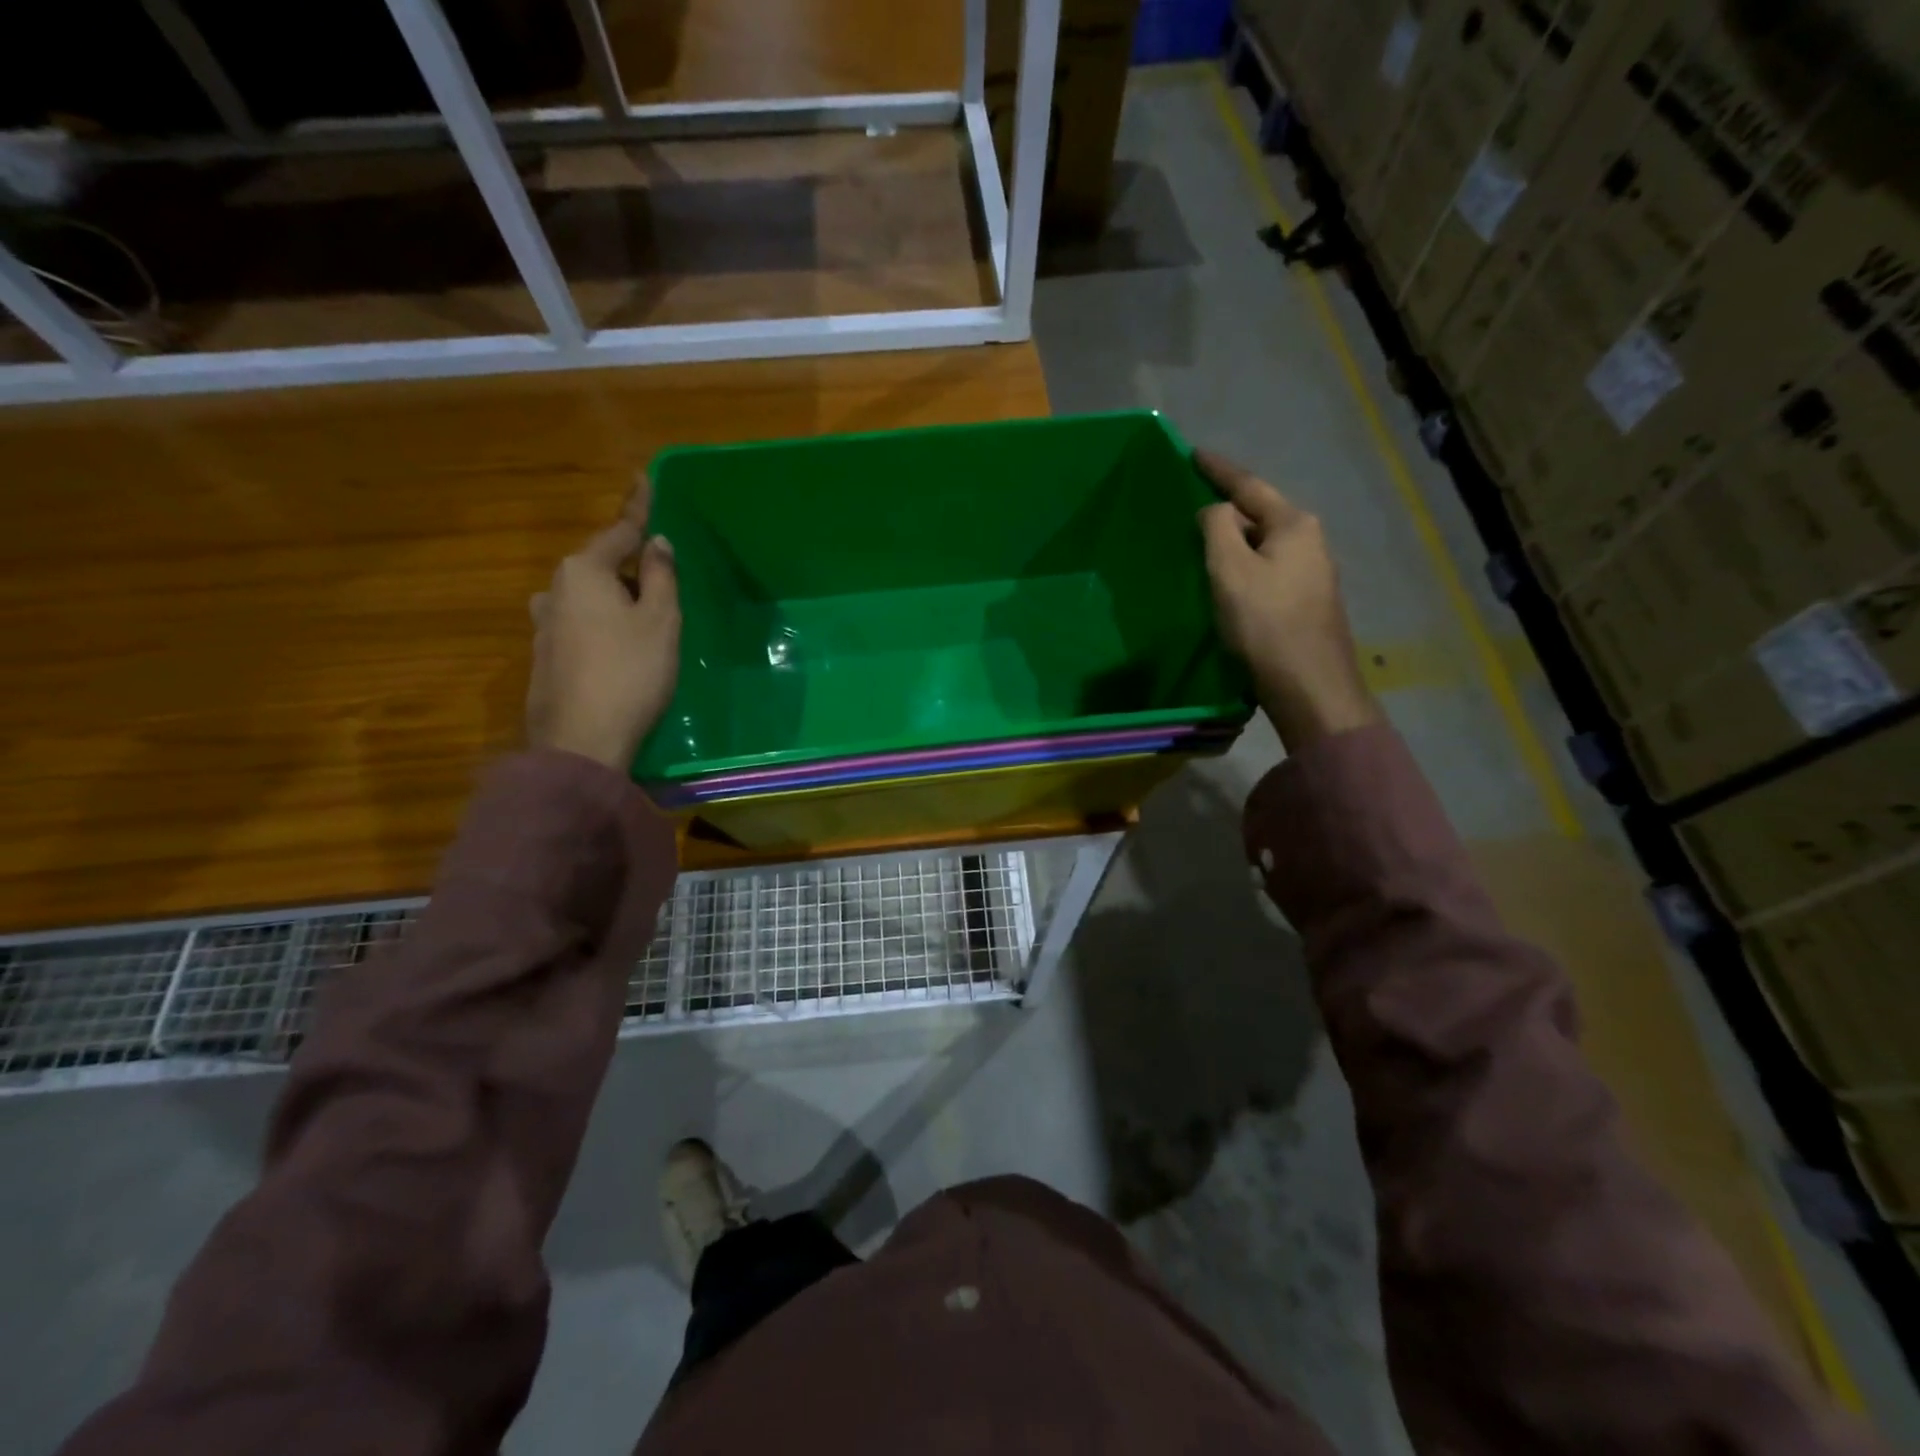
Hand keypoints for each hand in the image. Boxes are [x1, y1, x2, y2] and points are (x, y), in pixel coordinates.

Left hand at [526, 477, 680, 771]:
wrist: (582, 741)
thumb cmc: (631, 672)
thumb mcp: (660, 621)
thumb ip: (659, 577)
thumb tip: (656, 544)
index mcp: (583, 571)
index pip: (619, 531)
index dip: (638, 508)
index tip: (642, 479)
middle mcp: (555, 590)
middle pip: (600, 565)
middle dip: (629, 565)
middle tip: (661, 578)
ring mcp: (543, 625)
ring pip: (588, 597)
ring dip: (615, 599)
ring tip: (644, 619)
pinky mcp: (544, 657)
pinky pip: (580, 624)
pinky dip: (602, 625)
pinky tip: (620, 650)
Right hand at [1196, 450, 1378, 752]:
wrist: (1310, 685)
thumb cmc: (1265, 624)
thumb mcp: (1230, 570)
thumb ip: (1218, 529)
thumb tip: (1215, 510)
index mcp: (1295, 525)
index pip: (1250, 486)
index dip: (1219, 470)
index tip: (1193, 453)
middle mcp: (1311, 541)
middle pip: (1261, 514)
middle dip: (1228, 509)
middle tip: (1193, 506)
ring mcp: (1314, 573)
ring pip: (1265, 544)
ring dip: (1236, 541)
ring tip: (1204, 543)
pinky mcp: (1307, 602)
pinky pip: (1269, 569)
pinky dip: (1245, 566)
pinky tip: (1229, 580)